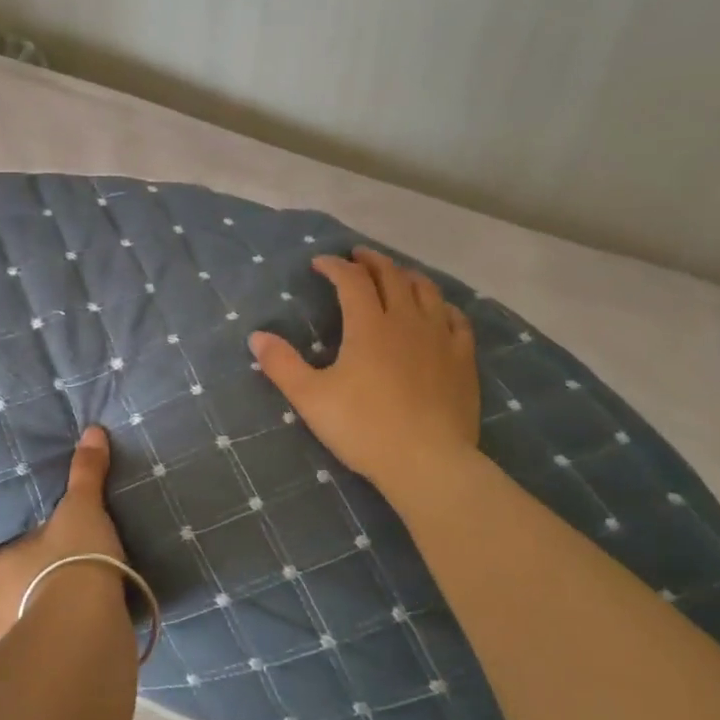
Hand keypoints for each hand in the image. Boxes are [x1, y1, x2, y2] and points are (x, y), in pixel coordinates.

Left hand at [0, 426, 127, 646]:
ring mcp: (23, 641)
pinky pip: (34, 656)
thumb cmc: (72, 558)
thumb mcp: (81, 509)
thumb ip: (85, 474)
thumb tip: (93, 431)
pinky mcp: (51, 660)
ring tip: (4, 637)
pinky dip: (37, 649)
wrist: (93, 614)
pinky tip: (50, 645)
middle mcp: (1, 611)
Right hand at [249, 248, 480, 507]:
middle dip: (372, 261)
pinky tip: (439, 310)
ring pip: (427, 291)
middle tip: (358, 256)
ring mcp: (440, 338)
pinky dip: (442, 306)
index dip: (335, 266)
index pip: (351, 280)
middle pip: (392, 276)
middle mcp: (407, 321)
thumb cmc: (363, 428)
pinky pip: (456, 319)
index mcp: (369, 325)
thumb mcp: (310, 398)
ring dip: (407, 276)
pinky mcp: (463, 360)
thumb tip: (256, 336)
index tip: (320, 262)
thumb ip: (281, 364)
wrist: (428, 462)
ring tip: (396, 274)